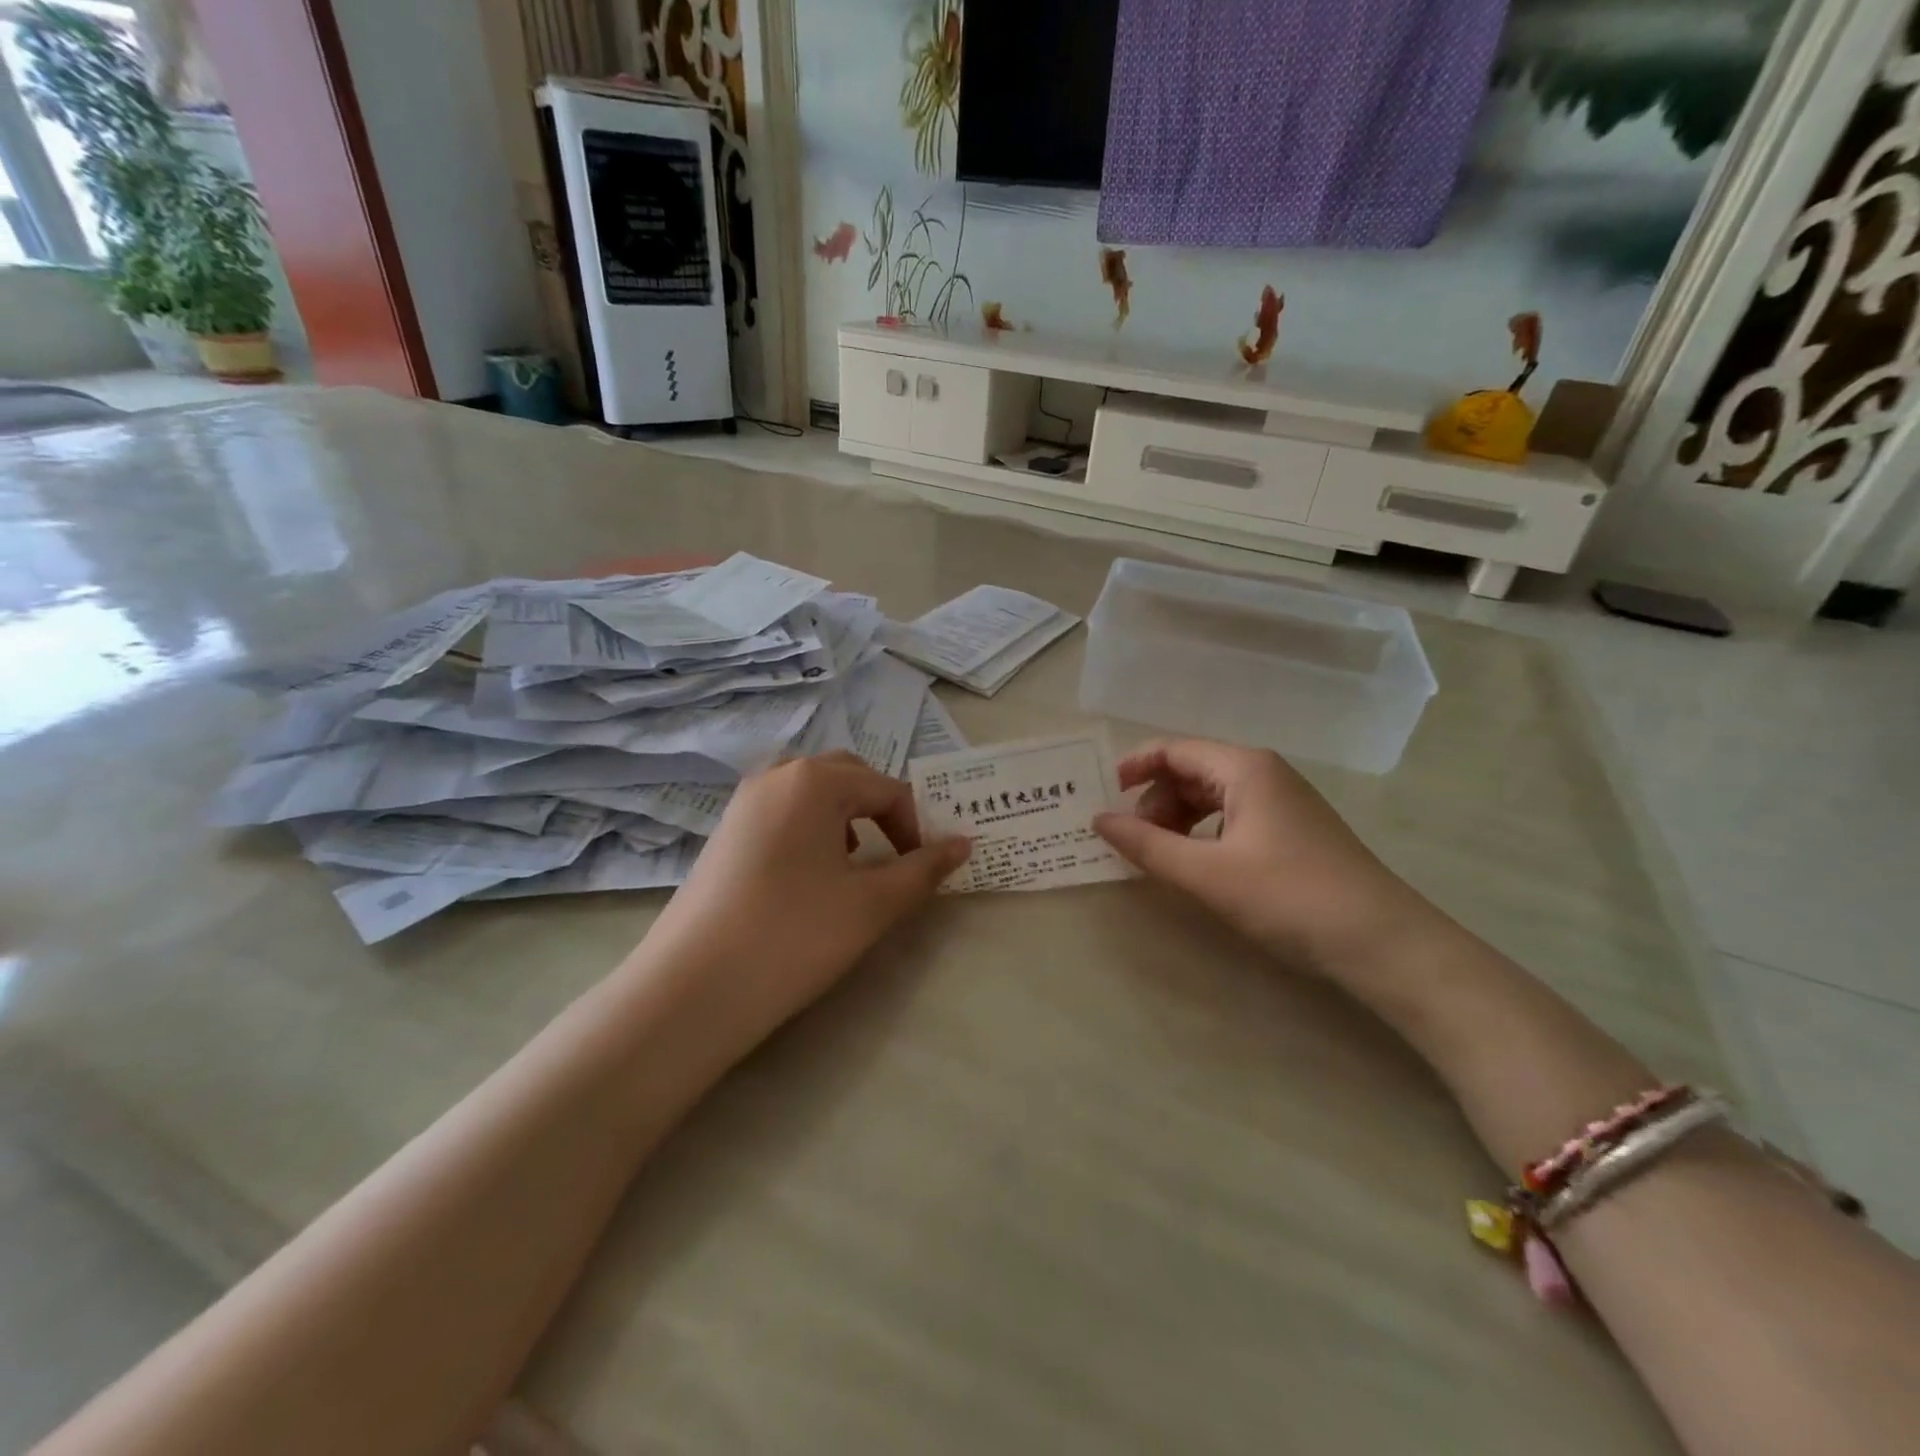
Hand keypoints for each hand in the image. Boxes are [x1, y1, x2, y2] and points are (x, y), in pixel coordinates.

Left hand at [640, 753, 969, 1041]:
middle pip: (846, 777)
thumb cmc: (794, 935)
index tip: (926, 870)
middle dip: (880, 811)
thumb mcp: (872, 905)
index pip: (885, 789)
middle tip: (898, 855)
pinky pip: (782, 814)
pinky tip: (810, 878)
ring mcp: (743, 804)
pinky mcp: (724, 834)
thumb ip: (923, 870)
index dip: (916, 827)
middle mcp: (776, 777)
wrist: (691, 989)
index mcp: (814, 780)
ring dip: (846, 819)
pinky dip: (811, 831)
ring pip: (811, 794)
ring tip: (857, 866)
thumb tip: (964, 843)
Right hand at [1093, 739, 1435, 974]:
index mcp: (1244, 768)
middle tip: (1134, 842)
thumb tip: (1099, 820)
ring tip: (1162, 857)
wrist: (1382, 942)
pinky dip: (1203, 835)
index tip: (1104, 797)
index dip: (1134, 767)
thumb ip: (1147, 845)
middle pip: (1191, 772)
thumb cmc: (1289, 897)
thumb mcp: (1207, 874)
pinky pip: (1233, 818)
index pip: (1174, 750)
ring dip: (1178, 820)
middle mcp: (1264, 774)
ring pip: (1212, 797)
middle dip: (1155, 801)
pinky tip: (1199, 865)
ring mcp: (1283, 803)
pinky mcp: (1293, 832)